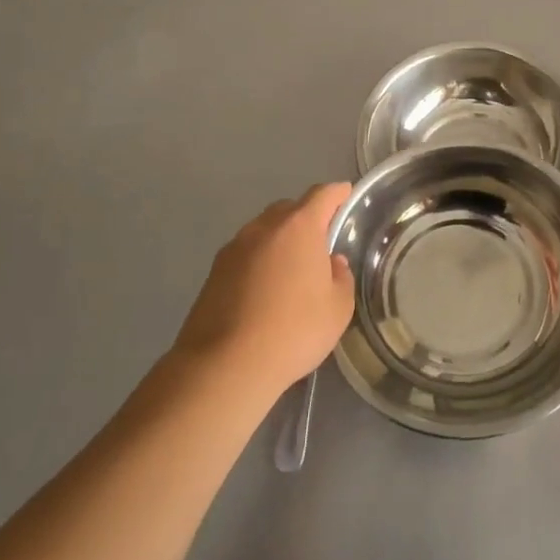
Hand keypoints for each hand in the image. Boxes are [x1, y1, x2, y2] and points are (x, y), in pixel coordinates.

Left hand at [176, 182, 354, 396]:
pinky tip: (266, 290)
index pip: (323, 195)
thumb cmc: (294, 330)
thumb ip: (341, 277)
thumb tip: (331, 263)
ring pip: (264, 231)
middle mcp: (263, 228)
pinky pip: (245, 255)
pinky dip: (260, 261)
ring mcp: (233, 249)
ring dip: (280, 241)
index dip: (338, 193)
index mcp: (299, 227)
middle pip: (289, 209)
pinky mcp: (213, 273)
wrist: (225, 365)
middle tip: (321, 242)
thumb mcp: (338, 307)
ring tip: (292, 269)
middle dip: (307, 217)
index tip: (347, 196)